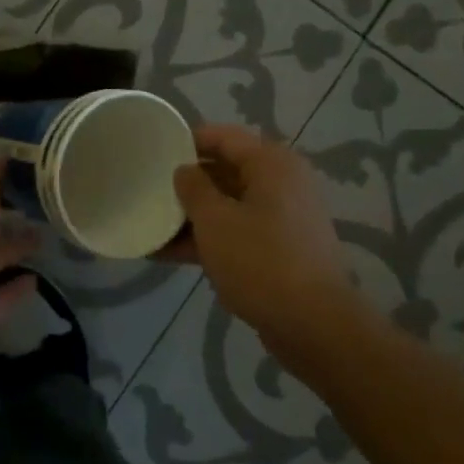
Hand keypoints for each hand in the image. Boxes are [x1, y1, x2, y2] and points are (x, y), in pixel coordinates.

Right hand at [171, 124, 352, 345]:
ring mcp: (282, 219)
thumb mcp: (215, 220)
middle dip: (187, 183)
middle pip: (225, 171)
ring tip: (151, 225)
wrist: (315, 326)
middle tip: (148, 189)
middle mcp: (281, 183)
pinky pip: (237, 233)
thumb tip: (184, 170)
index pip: (222, 137)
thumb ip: (193, 188)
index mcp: (271, 164)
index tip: (154, 152)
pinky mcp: (279, 250)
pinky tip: (169, 254)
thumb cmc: (261, 261)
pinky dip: (208, 239)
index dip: (187, 141)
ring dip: (192, 216)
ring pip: (228, 205)